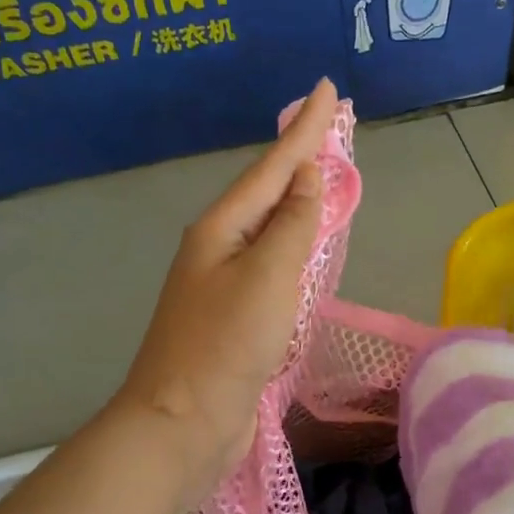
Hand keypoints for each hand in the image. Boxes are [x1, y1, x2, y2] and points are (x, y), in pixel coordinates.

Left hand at [116, 80, 332, 489]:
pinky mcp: (236, 320)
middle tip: (331, 127)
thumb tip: (308, 179)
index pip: (272, 168)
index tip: (329, 89)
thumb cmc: (225, 346)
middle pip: (267, 194)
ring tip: (323, 177)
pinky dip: (294, 249)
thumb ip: (293, 226)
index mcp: (221, 230)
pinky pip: (273, 269)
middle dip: (300, 159)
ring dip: (297, 201)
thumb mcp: (266, 277)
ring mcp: (224, 286)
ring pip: (270, 231)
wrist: (183, 423)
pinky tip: (305, 247)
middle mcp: (219, 250)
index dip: (305, 130)